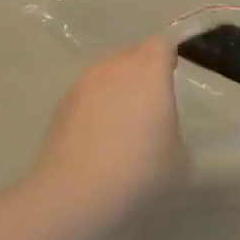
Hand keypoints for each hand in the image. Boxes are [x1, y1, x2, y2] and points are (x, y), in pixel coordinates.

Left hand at [30, 37, 188, 217]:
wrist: (75, 194)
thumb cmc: (140, 171)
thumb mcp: (179, 158)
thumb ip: (173, 132)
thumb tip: (160, 132)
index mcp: (149, 70)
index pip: (161, 44)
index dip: (167, 58)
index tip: (172, 77)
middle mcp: (114, 67)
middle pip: (132, 54)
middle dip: (142, 71)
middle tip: (150, 103)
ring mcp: (82, 84)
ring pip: (106, 74)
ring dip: (116, 89)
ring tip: (121, 124)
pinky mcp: (60, 106)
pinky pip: (86, 96)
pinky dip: (94, 108)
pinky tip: (97, 140)